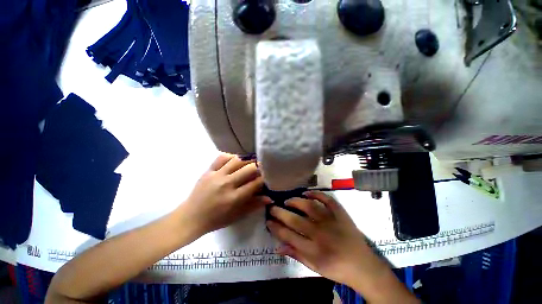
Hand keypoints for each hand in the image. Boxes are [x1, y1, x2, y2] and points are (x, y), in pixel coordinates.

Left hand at [181, 154, 271, 235]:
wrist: (191, 217)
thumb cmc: (216, 219)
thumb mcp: (237, 216)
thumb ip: (254, 205)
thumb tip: (270, 197)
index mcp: (234, 198)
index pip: (255, 183)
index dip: (264, 178)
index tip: (267, 176)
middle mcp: (226, 184)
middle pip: (248, 168)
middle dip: (259, 167)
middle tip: (262, 168)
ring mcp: (216, 175)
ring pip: (236, 160)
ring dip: (247, 160)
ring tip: (251, 162)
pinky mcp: (208, 171)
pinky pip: (221, 158)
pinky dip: (231, 156)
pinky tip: (235, 160)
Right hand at [266, 191, 386, 286]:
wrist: (364, 266)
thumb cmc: (337, 269)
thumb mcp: (315, 268)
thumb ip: (296, 255)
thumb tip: (278, 247)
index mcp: (314, 250)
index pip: (288, 236)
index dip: (276, 227)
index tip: (268, 221)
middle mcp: (321, 234)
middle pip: (295, 220)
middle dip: (280, 212)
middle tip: (272, 207)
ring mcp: (332, 221)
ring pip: (309, 206)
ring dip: (295, 201)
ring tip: (287, 200)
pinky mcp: (340, 214)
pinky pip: (327, 200)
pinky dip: (316, 194)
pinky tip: (307, 193)